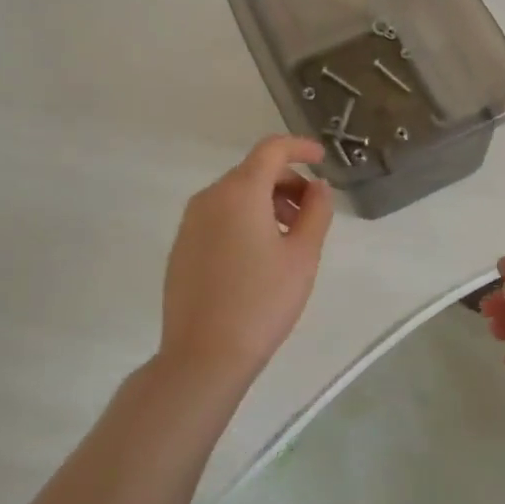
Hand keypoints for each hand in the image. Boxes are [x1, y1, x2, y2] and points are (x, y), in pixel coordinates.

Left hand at [159, 136, 333, 389]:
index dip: (300, 147)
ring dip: (267, 202)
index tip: (322, 159)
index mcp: (240, 193)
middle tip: (312, 212)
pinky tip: (260, 254)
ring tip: (290, 237)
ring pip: (235, 195)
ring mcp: (190, 223)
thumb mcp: (303, 255)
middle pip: (253, 172)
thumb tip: (317, 187)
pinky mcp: (182, 247)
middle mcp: (209, 198)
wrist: (203, 356)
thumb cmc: (262, 301)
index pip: (272, 150)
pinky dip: (245, 219)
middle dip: (287, 182)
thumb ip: (316, 211)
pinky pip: (219, 216)